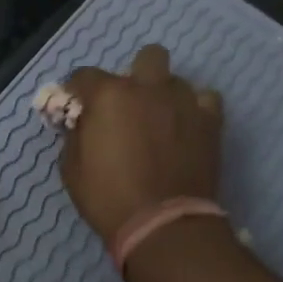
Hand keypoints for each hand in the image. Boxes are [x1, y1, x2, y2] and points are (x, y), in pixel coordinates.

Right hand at [60, 45, 223, 240]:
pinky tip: (187, 128)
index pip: (84, 75)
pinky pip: (206, 100)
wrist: (164, 225)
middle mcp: (148, 87)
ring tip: (161, 121)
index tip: (77, 107)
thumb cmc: (108, 197)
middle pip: (146, 56)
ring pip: (176, 79)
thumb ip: (75, 134)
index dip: (77, 90)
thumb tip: (80, 121)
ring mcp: (184, 102)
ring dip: (165, 94)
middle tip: (129, 105)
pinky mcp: (211, 121)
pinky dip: (195, 109)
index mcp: (109, 95)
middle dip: (136, 75)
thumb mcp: (72, 168)